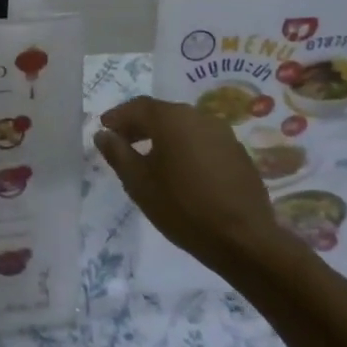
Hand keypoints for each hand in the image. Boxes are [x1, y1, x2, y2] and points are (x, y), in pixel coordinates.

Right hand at [94, 96, 301, 282]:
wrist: (243, 239)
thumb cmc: (182, 206)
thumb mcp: (138, 182)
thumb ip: (117, 153)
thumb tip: (103, 134)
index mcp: (172, 118)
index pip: (137, 107)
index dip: (118, 116)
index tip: (104, 128)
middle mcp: (199, 117)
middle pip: (162, 113)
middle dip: (139, 125)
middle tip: (122, 142)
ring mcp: (223, 134)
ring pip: (184, 127)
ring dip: (163, 136)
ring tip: (150, 158)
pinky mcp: (238, 153)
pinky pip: (202, 141)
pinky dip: (185, 147)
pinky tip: (180, 170)